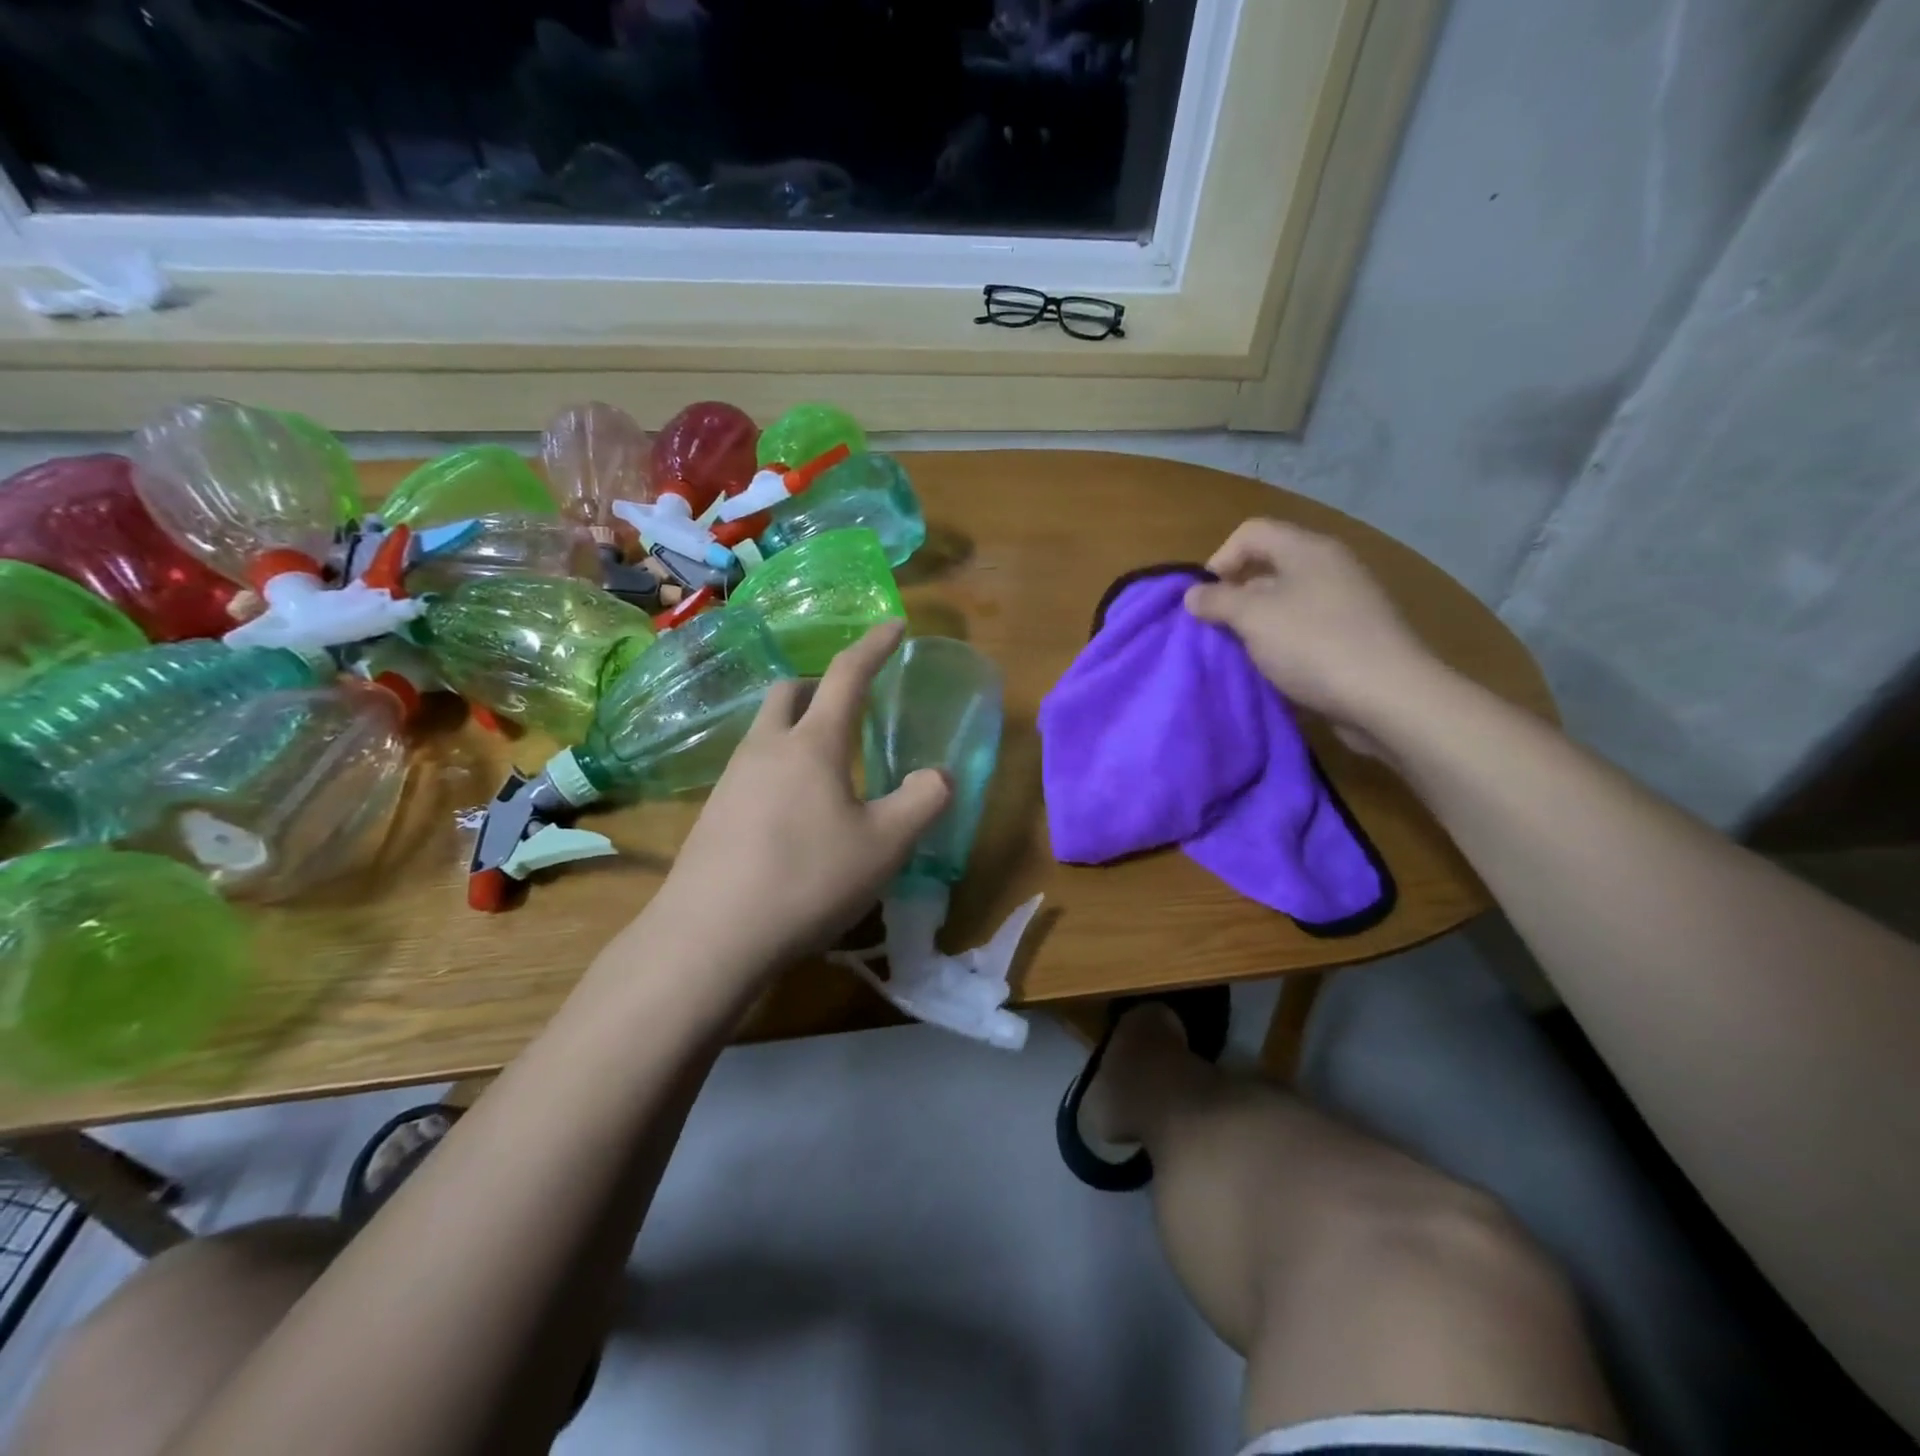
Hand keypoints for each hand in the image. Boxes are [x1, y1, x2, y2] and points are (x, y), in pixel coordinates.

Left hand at [643, 620, 952, 975]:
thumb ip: (923, 802)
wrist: (710, 936)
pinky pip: (752, 768)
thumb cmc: (808, 880)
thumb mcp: (885, 847)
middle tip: (850, 707)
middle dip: (823, 686)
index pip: (848, 676)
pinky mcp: (713, 812)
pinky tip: (793, 811)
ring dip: (799, 728)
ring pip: (767, 730)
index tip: (894, 625)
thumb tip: (939, 776)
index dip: (875, 646)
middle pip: (791, 691)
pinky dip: (780, 766)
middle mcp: (767, 748)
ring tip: (828, 765)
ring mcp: (732, 779)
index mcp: (813, 744)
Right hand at [1183, 519, 1439, 742]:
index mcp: (1307, 550)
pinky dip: (1283, 645)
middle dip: (1235, 597)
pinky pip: (1305, 630)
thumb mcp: (1253, 618)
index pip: (1251, 532)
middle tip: (1218, 630)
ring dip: (1257, 626)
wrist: (1388, 697)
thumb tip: (1193, 594)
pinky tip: (1274, 670)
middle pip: (1268, 567)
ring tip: (1243, 654)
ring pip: (1285, 602)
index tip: (1205, 600)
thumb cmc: (1314, 645)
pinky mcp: (1354, 637)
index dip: (1220, 559)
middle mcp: (1329, 567)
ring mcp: (1346, 603)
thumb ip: (1217, 601)